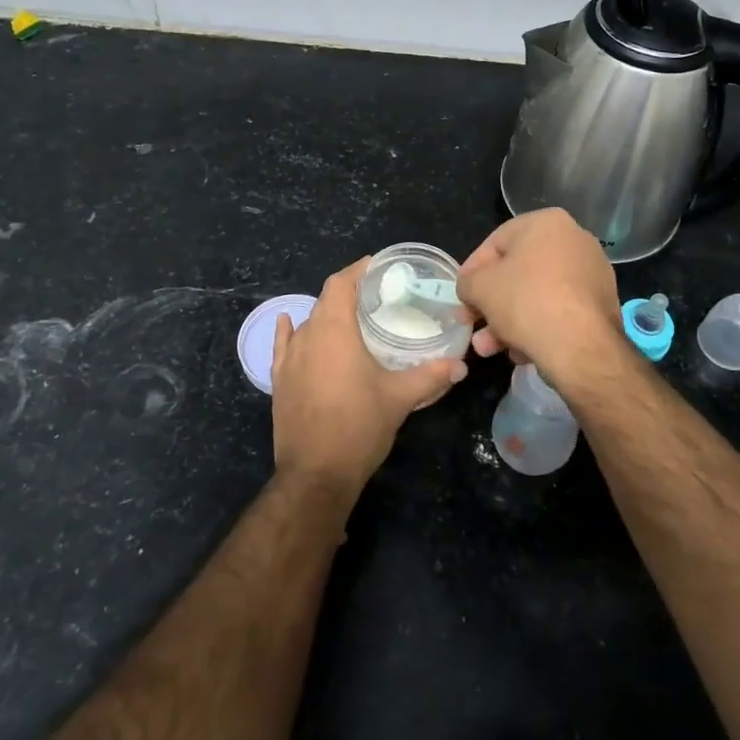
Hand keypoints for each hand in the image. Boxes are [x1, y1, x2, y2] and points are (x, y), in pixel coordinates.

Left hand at [271, 258, 466, 493]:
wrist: (316, 474)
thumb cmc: (359, 426)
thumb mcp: (400, 398)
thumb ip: (431, 376)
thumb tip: (460, 364)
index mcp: (335, 331)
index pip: (340, 284)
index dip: (356, 270)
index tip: (376, 265)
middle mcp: (308, 336)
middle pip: (325, 301)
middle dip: (347, 292)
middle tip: (375, 295)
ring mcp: (289, 360)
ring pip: (308, 323)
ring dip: (327, 315)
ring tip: (351, 318)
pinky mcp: (279, 381)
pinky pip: (284, 346)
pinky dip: (289, 331)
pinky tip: (289, 323)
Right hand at [457, 209, 622, 379]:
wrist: (581, 346)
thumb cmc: (526, 301)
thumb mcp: (479, 287)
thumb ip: (468, 281)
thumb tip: (471, 288)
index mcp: (547, 222)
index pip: (496, 243)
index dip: (472, 271)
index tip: (461, 297)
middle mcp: (575, 240)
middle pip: (518, 273)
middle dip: (490, 303)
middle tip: (472, 325)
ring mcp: (592, 273)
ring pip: (537, 295)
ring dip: (508, 322)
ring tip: (490, 349)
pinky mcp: (601, 304)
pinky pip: (559, 311)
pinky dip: (538, 328)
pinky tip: (521, 353)